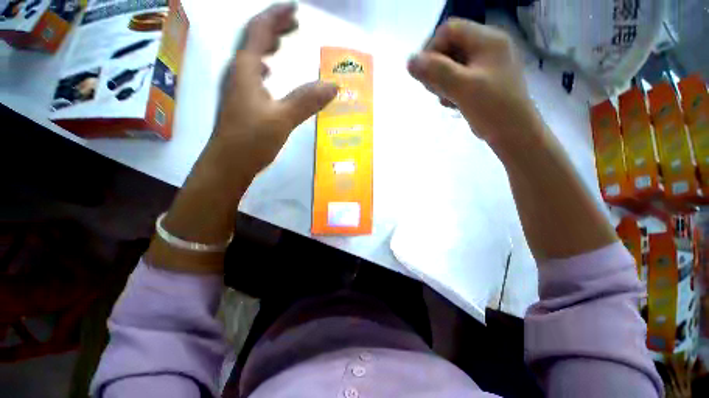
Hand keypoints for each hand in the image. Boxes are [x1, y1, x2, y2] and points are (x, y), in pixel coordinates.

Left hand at [209, 2, 337, 181]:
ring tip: (284, 43)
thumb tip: (333, 85)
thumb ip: (306, 101)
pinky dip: (263, 66)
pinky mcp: (242, 102)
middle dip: (274, 27)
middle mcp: (238, 73)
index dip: (277, 16)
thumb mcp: (282, 119)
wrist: (228, 164)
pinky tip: (269, 73)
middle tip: (294, 24)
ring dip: (268, 45)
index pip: (258, 30)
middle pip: (253, 40)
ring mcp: (238, 88)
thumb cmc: (251, 140)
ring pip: (252, 57)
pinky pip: (253, 74)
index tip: (295, 8)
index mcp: (245, 70)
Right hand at [407, 18, 544, 150]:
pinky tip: (453, 103)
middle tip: (436, 90)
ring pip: (450, 65)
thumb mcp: (462, 87)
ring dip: (441, 82)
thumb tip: (409, 61)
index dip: (432, 49)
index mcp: (487, 39)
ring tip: (446, 99)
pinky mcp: (481, 80)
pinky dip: (450, 89)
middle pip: (448, 47)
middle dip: (436, 69)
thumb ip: (435, 72)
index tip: (425, 74)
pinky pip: (457, 78)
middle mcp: (486, 47)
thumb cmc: (492, 108)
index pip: (449, 30)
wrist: (513, 133)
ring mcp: (484, 65)